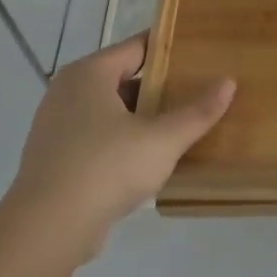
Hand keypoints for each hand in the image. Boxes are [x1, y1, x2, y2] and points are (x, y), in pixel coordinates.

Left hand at [1, 34, 234, 263]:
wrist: (47, 228)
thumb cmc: (106, 168)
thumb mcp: (162, 140)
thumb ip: (197, 112)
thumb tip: (229, 82)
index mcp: (90, 73)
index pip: (137, 47)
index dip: (169, 50)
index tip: (200, 55)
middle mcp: (67, 90)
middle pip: (122, 78)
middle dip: (158, 87)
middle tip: (196, 94)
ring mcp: (55, 125)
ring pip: (108, 110)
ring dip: (140, 117)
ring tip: (177, 127)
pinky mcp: (53, 157)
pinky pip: (95, 137)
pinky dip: (120, 141)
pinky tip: (146, 160)